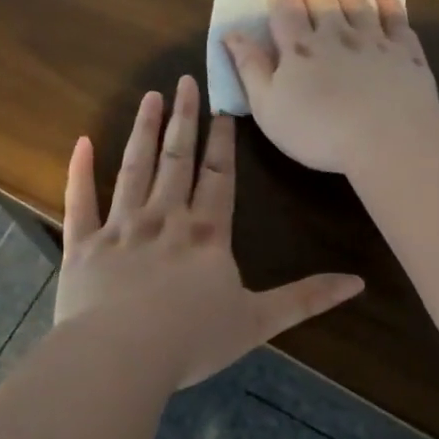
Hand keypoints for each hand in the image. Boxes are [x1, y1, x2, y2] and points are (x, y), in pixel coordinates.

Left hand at [52, 75, 364, 387]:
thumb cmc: (192, 339)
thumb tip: (358, 282)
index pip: (218, 177)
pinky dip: (79, 172)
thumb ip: (306, 298)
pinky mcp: (83, 245)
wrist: (121, 356)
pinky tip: (81, 142)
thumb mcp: (259, 321)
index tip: (222, 107)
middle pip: (177, 160)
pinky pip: (80, 202)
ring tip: (150, 98)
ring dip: (143, 131)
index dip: (222, 142)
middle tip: (184, 81)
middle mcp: (165, 219)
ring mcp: (121, 228)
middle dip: (184, 120)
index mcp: (207, 234)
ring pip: (134, 168)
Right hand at [222, 0, 438, 174]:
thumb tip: (230, 34)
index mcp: (299, 49)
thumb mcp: (268, 108)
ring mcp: (373, 41)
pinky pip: (395, 17)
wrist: (387, 138)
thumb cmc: (318, 131)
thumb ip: (250, 68)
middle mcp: (335, 35)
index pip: (285, 4)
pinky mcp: (405, 54)